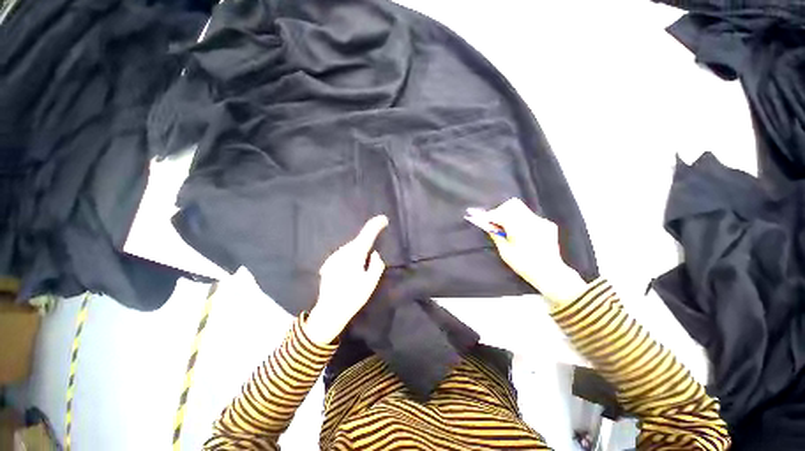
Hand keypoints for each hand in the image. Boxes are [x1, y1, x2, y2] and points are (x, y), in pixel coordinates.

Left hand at [305, 216, 387, 344]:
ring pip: (350, 248)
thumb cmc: (353, 297)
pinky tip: (351, 267)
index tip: (383, 218)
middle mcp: (342, 253)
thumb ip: (376, 265)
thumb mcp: (371, 282)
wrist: (329, 311)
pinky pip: (343, 255)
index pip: (367, 235)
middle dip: (367, 238)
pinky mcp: (328, 264)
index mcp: (355, 255)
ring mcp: (333, 258)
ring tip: (364, 259)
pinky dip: (350, 256)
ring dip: (358, 249)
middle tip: (377, 238)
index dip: (376, 225)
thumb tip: (375, 254)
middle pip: (358, 241)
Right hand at [484, 198, 585, 305]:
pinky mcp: (548, 224)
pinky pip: (530, 217)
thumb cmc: (524, 264)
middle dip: (501, 211)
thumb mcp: (505, 251)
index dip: (490, 215)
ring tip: (507, 228)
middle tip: (495, 222)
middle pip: (512, 205)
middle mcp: (532, 220)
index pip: (501, 213)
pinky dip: (521, 220)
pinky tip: (521, 232)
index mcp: (520, 227)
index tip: (482, 218)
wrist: (550, 273)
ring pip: (522, 209)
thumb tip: (488, 225)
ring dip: (511, 215)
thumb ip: (496, 235)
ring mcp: (542, 221)